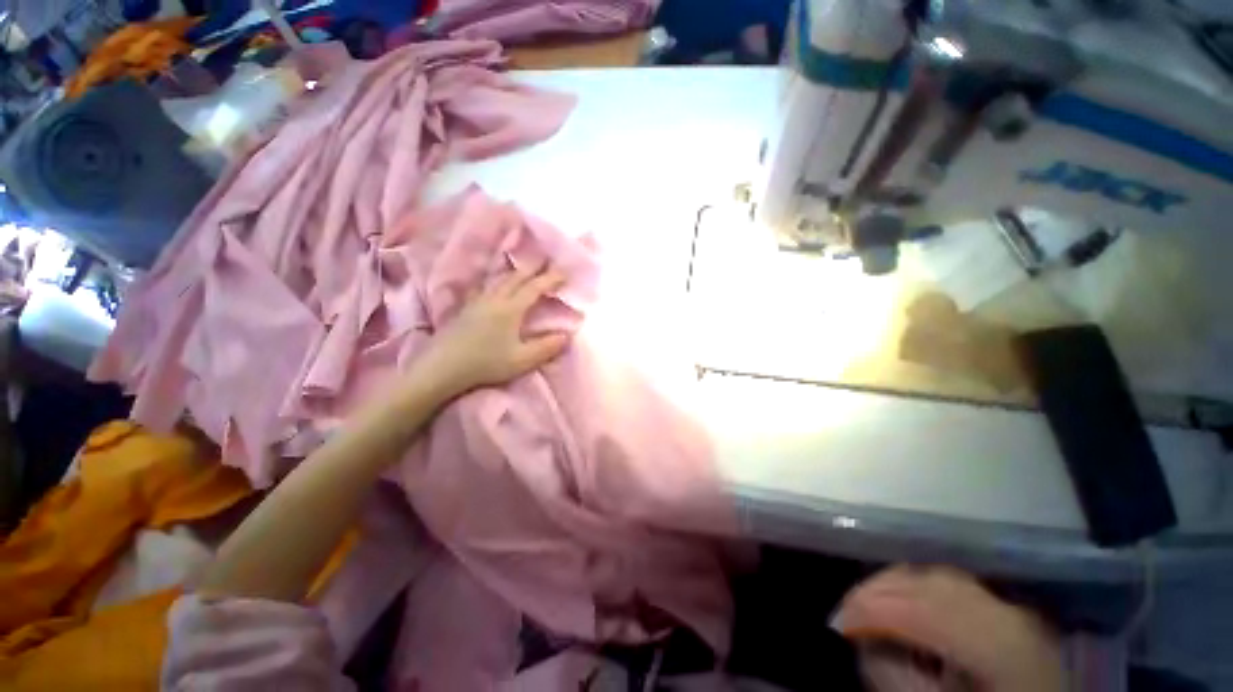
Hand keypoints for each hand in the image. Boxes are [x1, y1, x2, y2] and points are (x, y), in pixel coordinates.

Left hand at [418, 267, 570, 396]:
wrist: (442, 367)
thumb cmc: (486, 363)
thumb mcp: (522, 360)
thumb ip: (546, 347)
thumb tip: (567, 336)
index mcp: (511, 309)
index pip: (534, 288)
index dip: (550, 279)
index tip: (564, 273)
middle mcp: (495, 299)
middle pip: (516, 277)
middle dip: (533, 268)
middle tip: (546, 261)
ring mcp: (477, 302)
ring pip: (499, 280)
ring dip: (515, 271)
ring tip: (523, 267)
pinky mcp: (466, 308)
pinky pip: (485, 286)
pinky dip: (496, 280)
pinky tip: (493, 284)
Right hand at [836, 567, 1065, 691]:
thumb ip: (897, 676)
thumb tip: (864, 641)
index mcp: (996, 642)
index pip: (917, 608)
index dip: (868, 609)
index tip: (837, 625)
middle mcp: (1005, 612)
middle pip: (926, 582)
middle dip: (876, 591)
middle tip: (847, 613)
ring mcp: (1010, 608)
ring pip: (936, 577)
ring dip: (894, 585)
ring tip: (868, 606)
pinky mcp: (1007, 611)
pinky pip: (953, 586)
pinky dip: (919, 588)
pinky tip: (904, 603)